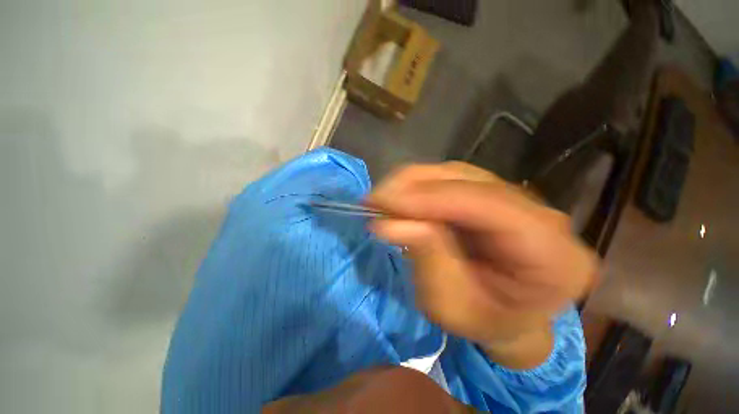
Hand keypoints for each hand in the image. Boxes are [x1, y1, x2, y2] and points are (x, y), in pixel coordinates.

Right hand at [367, 162, 597, 368]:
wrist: (507, 316)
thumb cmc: (482, 321)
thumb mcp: (450, 305)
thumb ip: (427, 258)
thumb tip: (389, 223)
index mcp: (552, 255)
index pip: (488, 206)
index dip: (431, 198)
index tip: (384, 200)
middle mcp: (542, 216)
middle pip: (471, 181)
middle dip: (415, 186)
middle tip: (375, 199)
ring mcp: (518, 199)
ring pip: (457, 174)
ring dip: (413, 183)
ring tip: (383, 199)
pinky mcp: (493, 195)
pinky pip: (452, 180)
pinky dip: (420, 186)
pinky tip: (401, 198)